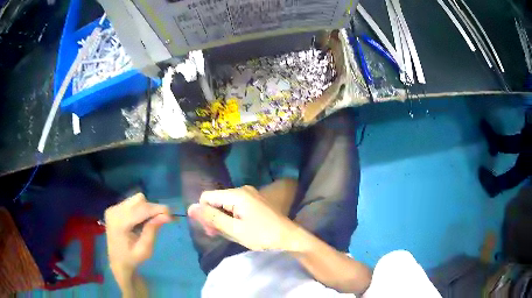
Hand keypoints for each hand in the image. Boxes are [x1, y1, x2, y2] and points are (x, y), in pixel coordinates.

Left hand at [105, 193, 170, 274]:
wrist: (117, 261)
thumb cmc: (132, 258)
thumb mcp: (145, 250)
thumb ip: (152, 231)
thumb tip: (166, 216)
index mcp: (119, 223)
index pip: (141, 209)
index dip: (157, 209)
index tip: (171, 214)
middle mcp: (114, 211)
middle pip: (139, 200)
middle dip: (152, 209)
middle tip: (161, 220)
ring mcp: (113, 208)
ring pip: (136, 199)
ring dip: (146, 209)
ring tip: (149, 223)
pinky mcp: (114, 208)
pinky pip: (132, 203)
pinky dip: (140, 209)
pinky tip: (140, 221)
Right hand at [187, 186, 295, 250]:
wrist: (290, 238)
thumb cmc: (263, 236)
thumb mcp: (235, 230)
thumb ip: (212, 218)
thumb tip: (190, 208)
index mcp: (236, 194)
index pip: (206, 197)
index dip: (204, 213)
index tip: (211, 230)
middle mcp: (242, 189)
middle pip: (216, 200)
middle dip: (213, 217)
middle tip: (221, 234)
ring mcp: (250, 195)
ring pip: (225, 205)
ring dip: (223, 219)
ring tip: (232, 234)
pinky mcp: (255, 202)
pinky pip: (236, 207)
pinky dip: (233, 218)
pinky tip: (239, 229)